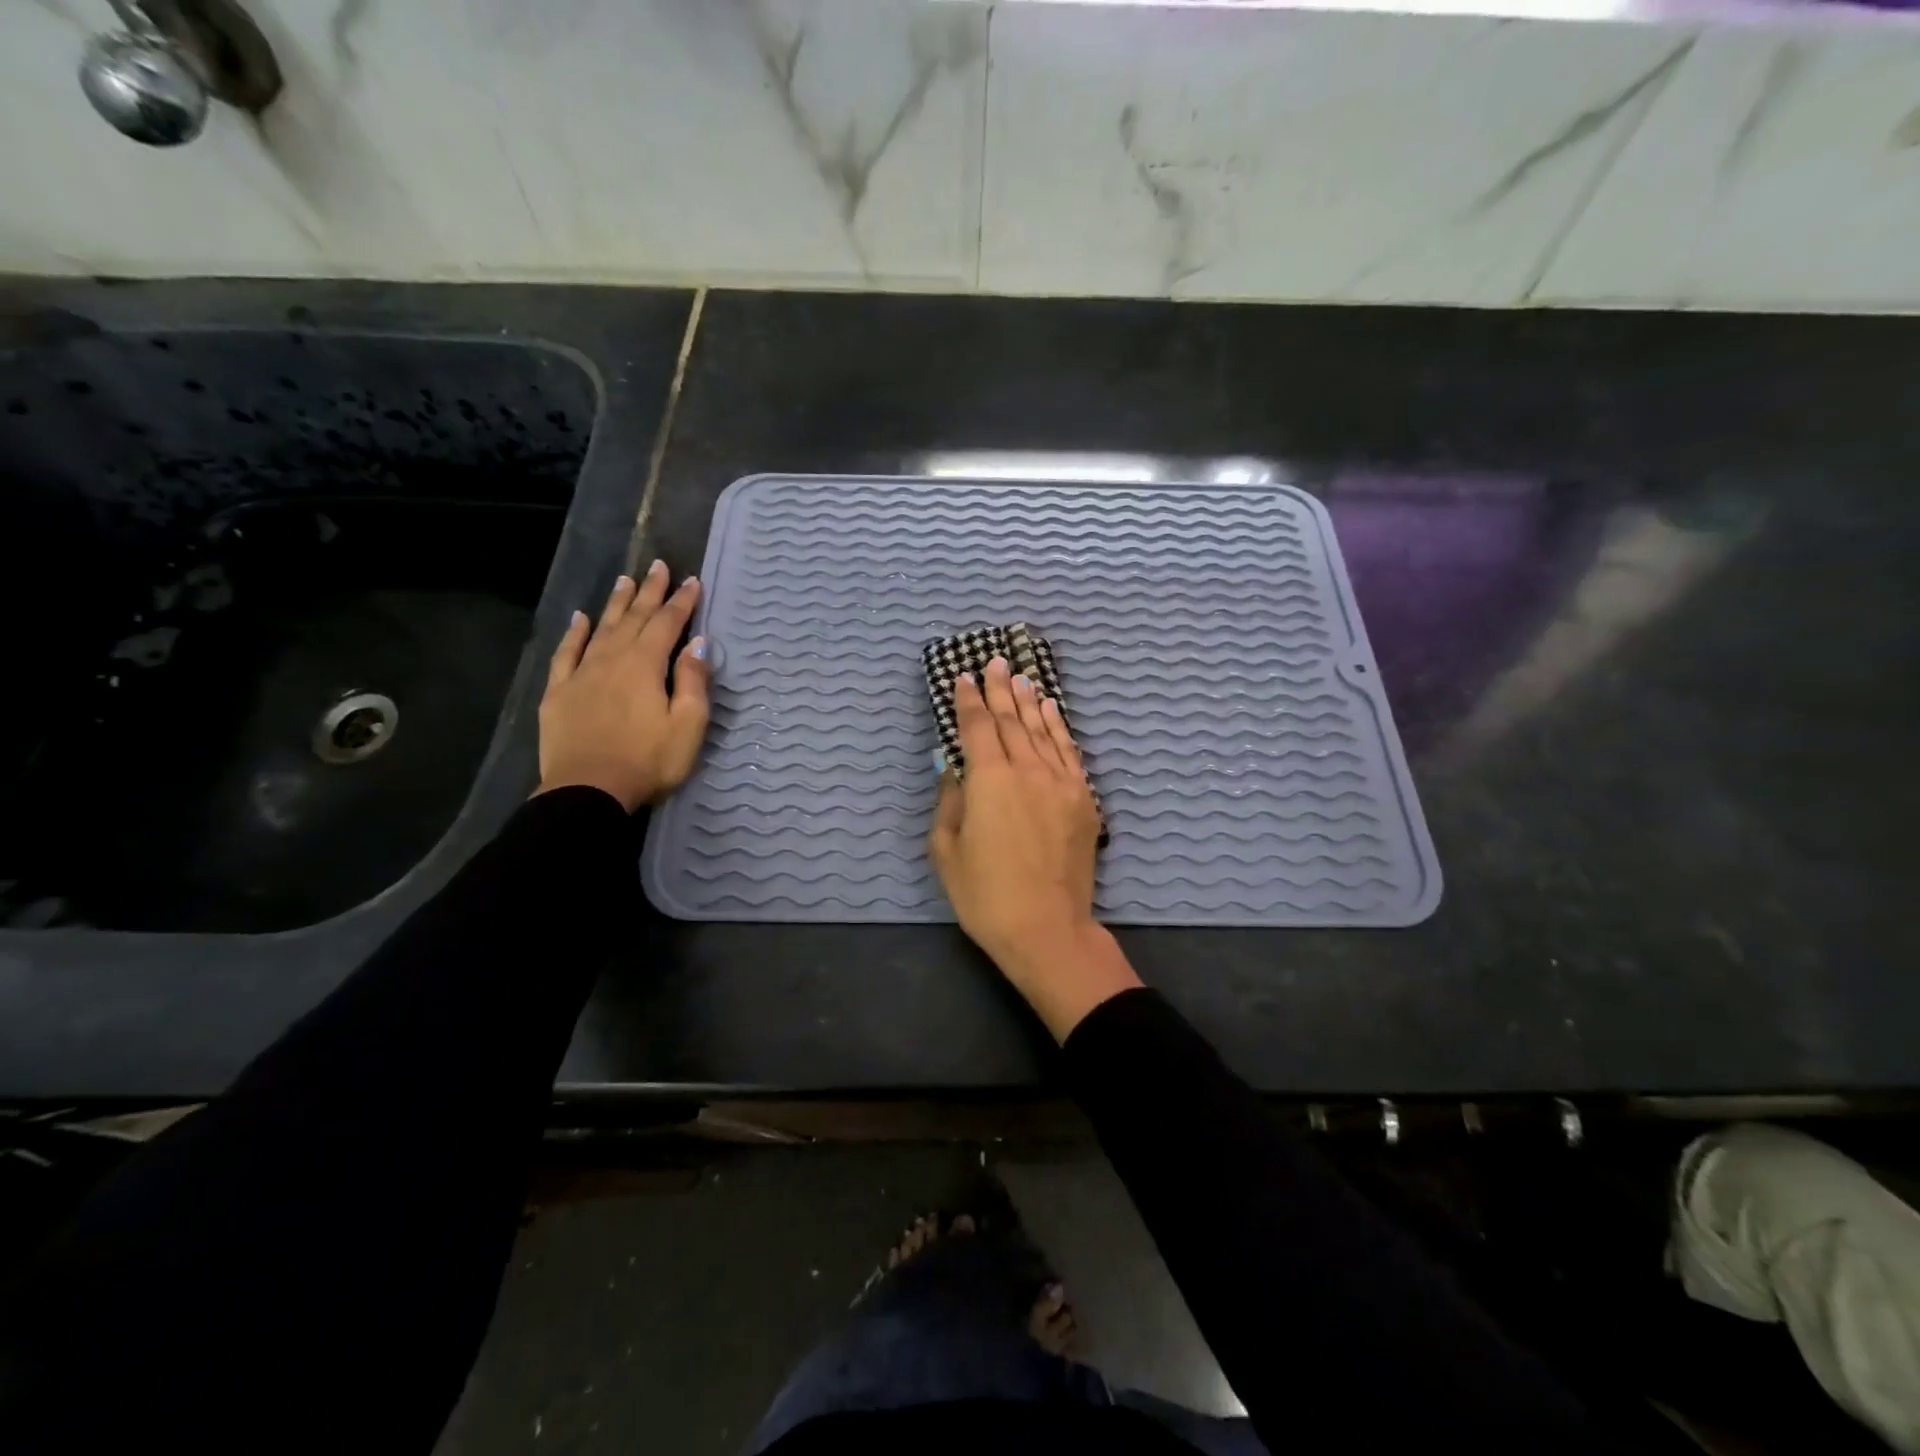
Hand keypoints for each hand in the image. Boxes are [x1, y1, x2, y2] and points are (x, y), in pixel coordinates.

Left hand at [536, 561, 708, 812]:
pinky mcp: (559, 692)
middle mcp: (612, 659)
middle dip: (650, 592)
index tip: (692, 581)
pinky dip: (574, 633)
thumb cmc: (648, 761)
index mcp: (646, 666)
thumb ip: (693, 681)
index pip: (668, 625)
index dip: (682, 603)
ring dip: (616, 604)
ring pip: (601, 628)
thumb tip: (697, 644)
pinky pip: (567, 653)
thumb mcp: (687, 725)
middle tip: (659, 566)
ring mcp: (581, 674)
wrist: (588, 791)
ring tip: (626, 580)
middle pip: (634, 619)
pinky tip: (579, 618)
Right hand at [927, 656, 1140, 1039]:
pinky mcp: (1083, 799)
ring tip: (1022, 678)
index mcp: (989, 779)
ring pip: (1043, 730)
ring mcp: (1061, 782)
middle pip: (1012, 719)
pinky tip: (1052, 712)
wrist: (1047, 928)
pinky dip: (1059, 728)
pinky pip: (1069, 752)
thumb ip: (949, 801)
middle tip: (995, 662)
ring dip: (1030, 702)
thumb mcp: (947, 850)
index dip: (968, 699)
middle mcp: (1027, 769)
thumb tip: (953, 767)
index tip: (963, 677)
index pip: (977, 726)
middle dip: (1000, 689)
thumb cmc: (985, 895)